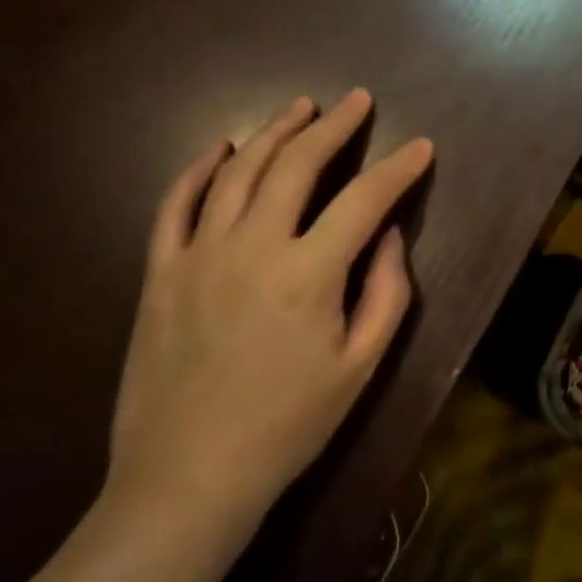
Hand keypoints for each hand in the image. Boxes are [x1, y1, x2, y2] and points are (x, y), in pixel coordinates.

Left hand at [100, 89, 431, 562]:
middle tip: (357, 101)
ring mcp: (198, 255)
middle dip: (334, 127)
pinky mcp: (160, 272)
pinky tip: (219, 148)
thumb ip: (386, 292)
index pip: (365, 199)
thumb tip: (388, 234)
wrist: (187, 480)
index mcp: (308, 274)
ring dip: (273, 132)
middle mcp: (252, 247)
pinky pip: (176, 204)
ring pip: (238, 171)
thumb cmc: (288, 426)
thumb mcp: (360, 367)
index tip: (421, 147)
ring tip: (300, 108)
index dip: (399, 169)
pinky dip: (198, 169)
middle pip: (297, 165)